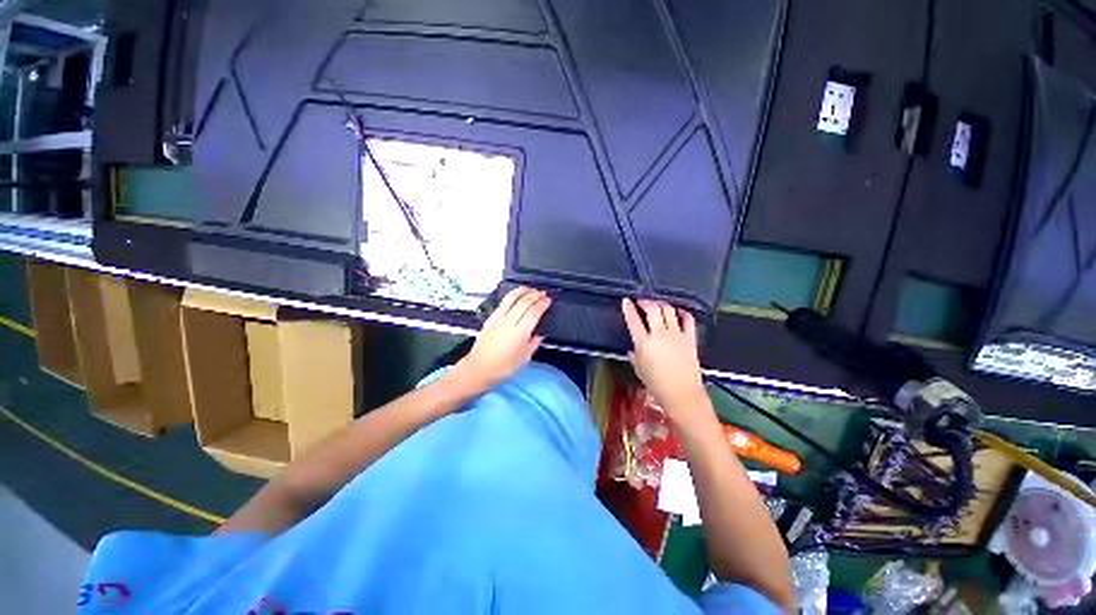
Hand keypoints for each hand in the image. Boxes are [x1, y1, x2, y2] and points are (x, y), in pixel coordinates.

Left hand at [455, 286, 550, 390]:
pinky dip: (513, 295)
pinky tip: (517, 295)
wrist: (480, 367)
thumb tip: (538, 332)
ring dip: (524, 291)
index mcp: (520, 332)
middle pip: (525, 301)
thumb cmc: (503, 366)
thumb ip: (534, 342)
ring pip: (512, 297)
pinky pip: (504, 301)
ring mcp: (499, 317)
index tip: (548, 300)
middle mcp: (509, 321)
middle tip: (543, 293)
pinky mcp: (491, 317)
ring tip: (531, 289)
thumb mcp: (525, 357)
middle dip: (536, 295)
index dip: (543, 304)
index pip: (534, 311)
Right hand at [621, 298, 709, 421]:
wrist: (682, 394)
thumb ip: (634, 356)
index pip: (633, 320)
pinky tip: (678, 311)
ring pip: (668, 310)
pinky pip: (688, 319)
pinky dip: (682, 312)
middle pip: (652, 309)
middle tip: (641, 301)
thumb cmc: (657, 385)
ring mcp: (676, 334)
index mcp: (644, 343)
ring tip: (657, 304)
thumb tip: (633, 349)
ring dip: (661, 304)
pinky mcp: (690, 338)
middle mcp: (660, 334)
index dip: (628, 308)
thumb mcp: (639, 370)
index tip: (626, 301)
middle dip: (645, 301)